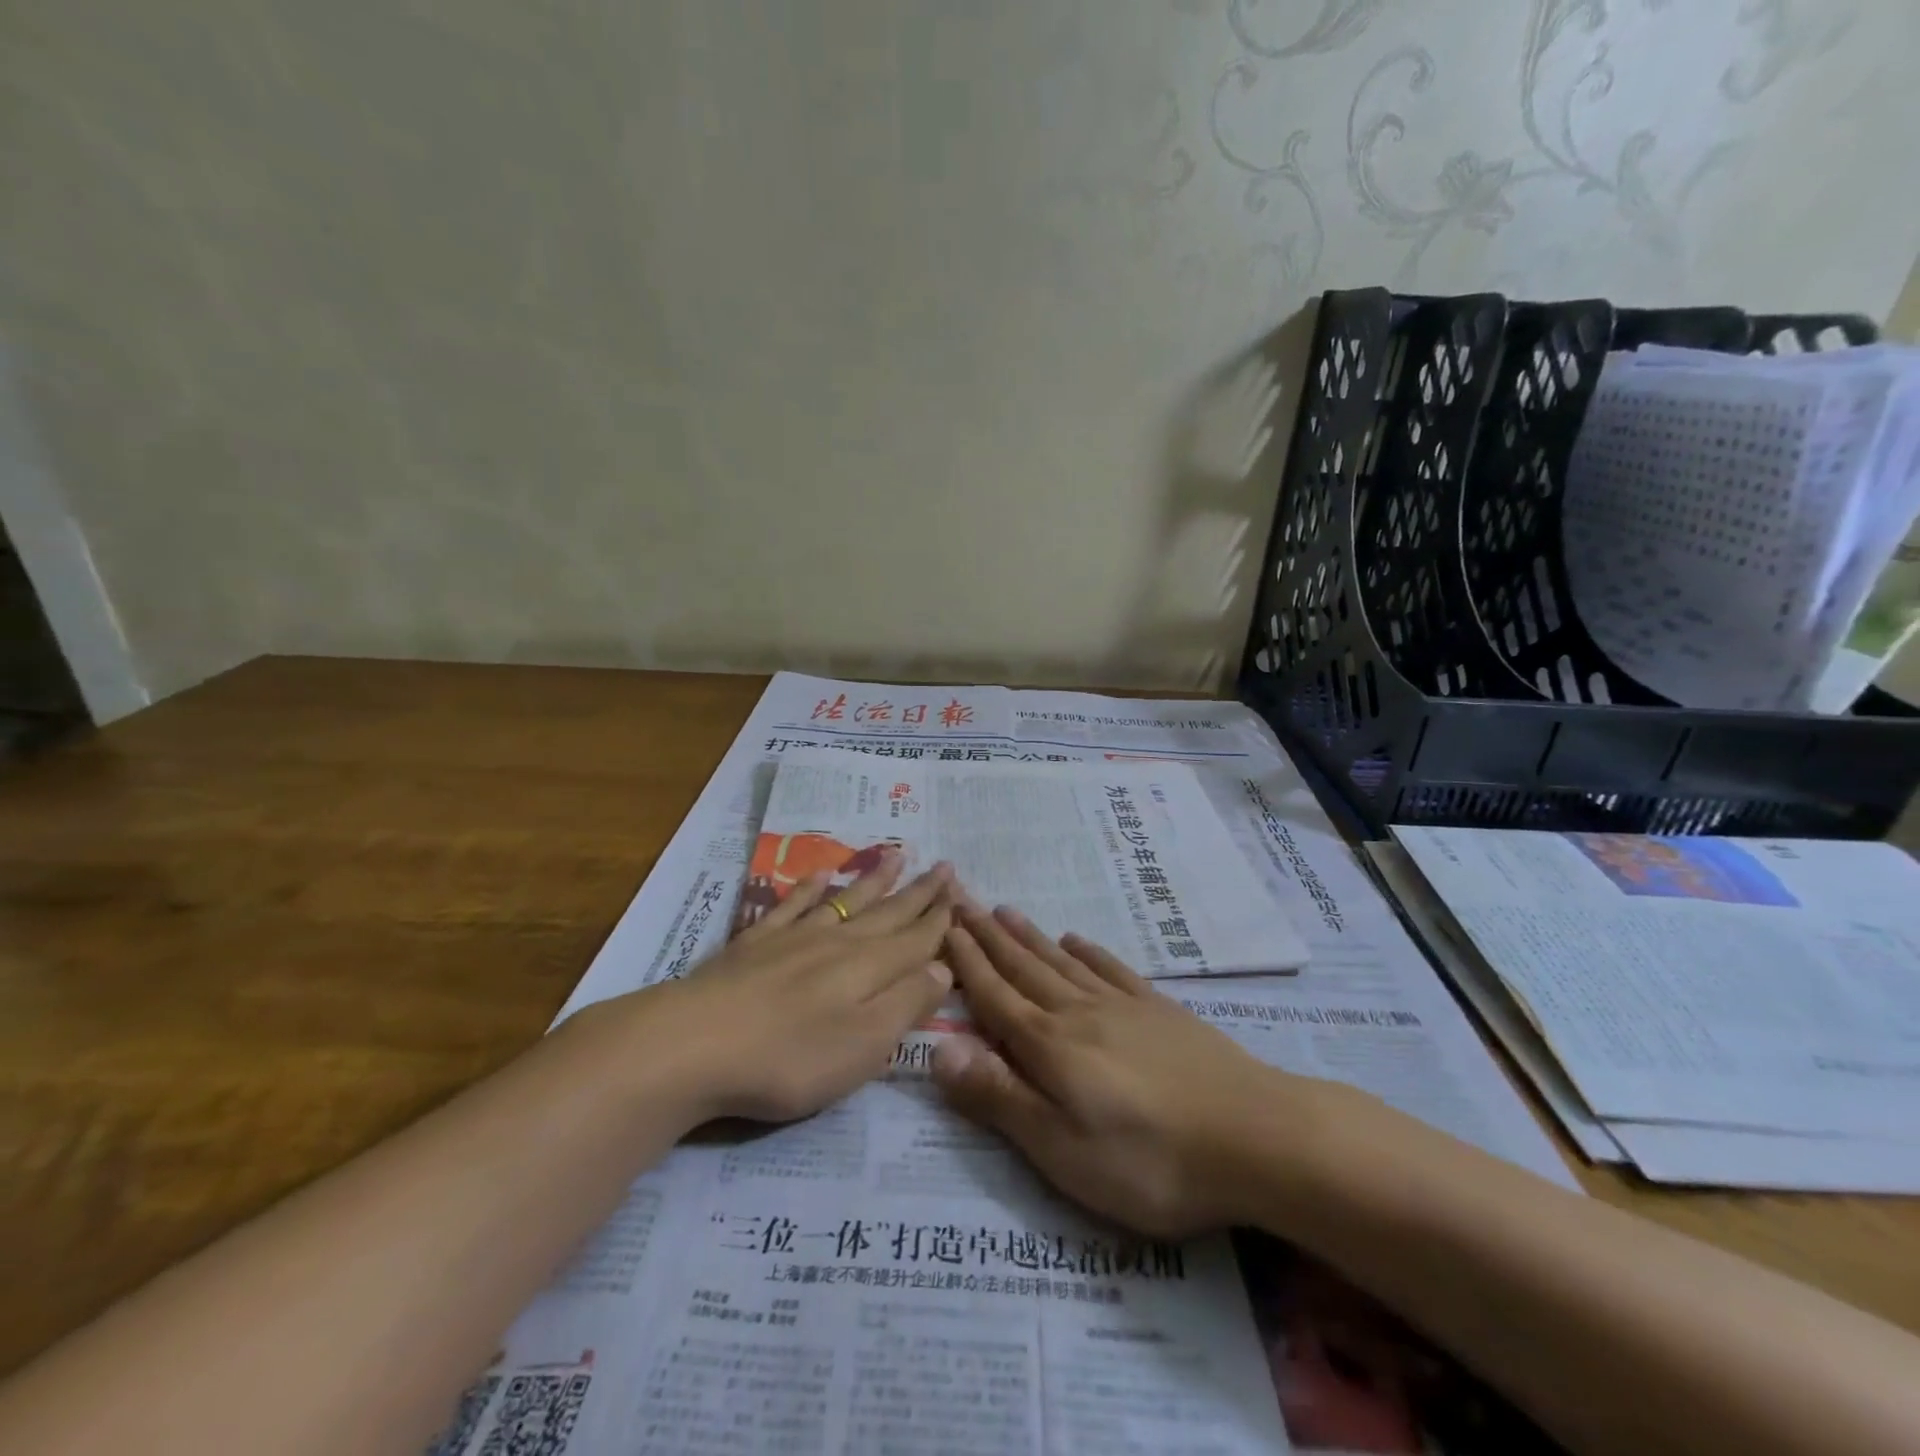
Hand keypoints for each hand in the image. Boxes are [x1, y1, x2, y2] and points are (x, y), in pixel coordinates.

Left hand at [591, 854, 955, 1124]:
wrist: (691, 1044)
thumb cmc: (788, 1057)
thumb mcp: (863, 1045)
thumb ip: (906, 1004)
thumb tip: (944, 968)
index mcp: (868, 968)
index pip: (916, 939)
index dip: (941, 920)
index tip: (962, 895)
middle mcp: (837, 942)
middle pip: (887, 913)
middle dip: (919, 893)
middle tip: (944, 866)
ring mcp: (792, 938)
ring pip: (845, 901)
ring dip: (873, 880)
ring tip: (897, 855)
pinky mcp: (753, 945)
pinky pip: (791, 906)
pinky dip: (810, 888)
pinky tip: (820, 876)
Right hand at [932, 903, 1316, 1236]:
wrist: (1255, 1136)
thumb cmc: (1149, 1159)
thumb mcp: (1061, 1148)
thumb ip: (999, 1096)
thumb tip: (937, 1048)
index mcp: (1049, 1046)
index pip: (994, 996)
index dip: (966, 962)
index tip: (943, 924)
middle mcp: (1078, 1013)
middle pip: (1024, 968)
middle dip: (988, 936)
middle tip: (963, 899)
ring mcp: (1123, 1007)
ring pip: (1063, 962)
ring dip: (1030, 937)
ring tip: (1005, 910)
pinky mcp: (1160, 1013)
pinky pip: (1112, 970)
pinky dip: (1090, 952)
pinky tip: (1078, 939)